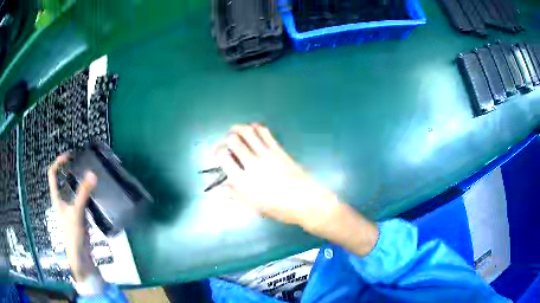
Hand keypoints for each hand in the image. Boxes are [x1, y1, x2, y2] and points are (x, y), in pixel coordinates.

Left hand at [48, 153, 99, 281]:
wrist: (80, 254)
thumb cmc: (73, 233)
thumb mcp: (77, 212)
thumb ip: (84, 193)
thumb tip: (92, 174)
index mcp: (56, 197)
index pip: (52, 174)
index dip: (58, 163)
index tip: (69, 156)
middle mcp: (61, 199)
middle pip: (60, 179)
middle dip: (67, 168)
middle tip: (79, 161)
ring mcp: (69, 206)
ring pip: (70, 187)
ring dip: (76, 178)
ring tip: (85, 171)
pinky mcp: (77, 213)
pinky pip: (78, 196)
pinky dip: (82, 189)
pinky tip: (90, 189)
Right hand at [216, 124, 378, 255]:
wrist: (306, 202)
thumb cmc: (279, 209)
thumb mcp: (253, 208)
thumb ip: (236, 196)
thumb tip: (223, 187)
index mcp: (243, 181)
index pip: (223, 157)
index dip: (218, 152)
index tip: (219, 154)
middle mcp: (252, 164)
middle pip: (233, 140)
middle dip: (227, 139)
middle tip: (228, 143)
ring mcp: (267, 155)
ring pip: (248, 132)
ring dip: (239, 128)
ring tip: (236, 131)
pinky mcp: (279, 150)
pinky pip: (265, 133)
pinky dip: (255, 127)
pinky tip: (253, 129)